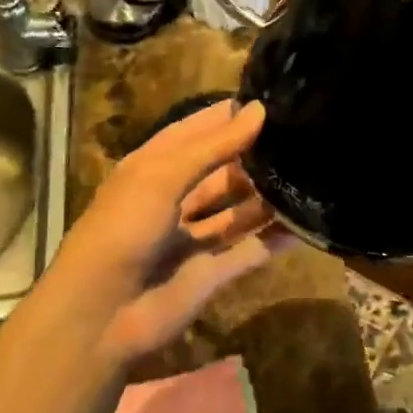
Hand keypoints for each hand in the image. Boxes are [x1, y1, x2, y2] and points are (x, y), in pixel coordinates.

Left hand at [51, 99, 290, 368]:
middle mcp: (173, 199)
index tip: (271, 99)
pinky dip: (273, 240)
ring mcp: (192, 239)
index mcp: (152, 169)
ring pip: (236, 211)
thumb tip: (259, 110)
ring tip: (311, 172)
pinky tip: (307, 223)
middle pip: (219, 171)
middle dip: (253, 154)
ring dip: (267, 195)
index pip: (194, 132)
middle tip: (302, 135)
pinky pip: (248, 251)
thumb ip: (214, 146)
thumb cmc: (124, 228)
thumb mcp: (162, 175)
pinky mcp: (210, 274)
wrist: (101, 313)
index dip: (227, 116)